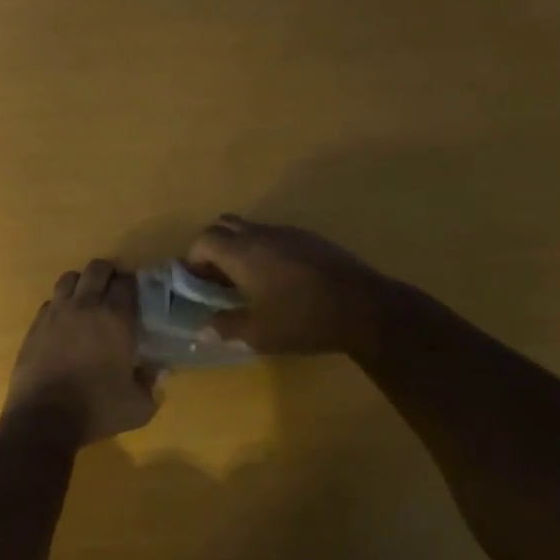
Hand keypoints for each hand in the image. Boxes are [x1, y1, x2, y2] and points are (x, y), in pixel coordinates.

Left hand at [2, 259, 159, 447]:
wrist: (43, 419)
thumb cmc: (96, 410)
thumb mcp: (138, 406)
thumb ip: (151, 384)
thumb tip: (157, 371)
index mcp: (115, 318)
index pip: (126, 282)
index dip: (133, 283)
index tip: (136, 293)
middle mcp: (86, 306)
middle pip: (97, 269)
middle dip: (108, 273)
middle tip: (114, 288)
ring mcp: (56, 313)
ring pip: (69, 278)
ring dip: (81, 282)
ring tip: (87, 299)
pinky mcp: (35, 325)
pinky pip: (50, 301)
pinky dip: (60, 304)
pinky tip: (64, 322)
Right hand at [185, 215, 390, 354]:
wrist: (365, 307)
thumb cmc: (303, 320)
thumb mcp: (259, 334)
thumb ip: (226, 328)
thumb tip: (204, 328)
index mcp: (243, 252)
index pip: (204, 239)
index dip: (194, 259)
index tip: (199, 284)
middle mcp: (262, 234)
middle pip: (225, 225)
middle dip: (214, 247)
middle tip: (218, 278)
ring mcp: (290, 233)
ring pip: (252, 229)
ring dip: (241, 248)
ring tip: (248, 282)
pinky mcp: (312, 239)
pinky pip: (277, 236)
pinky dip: (266, 251)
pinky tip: (281, 280)